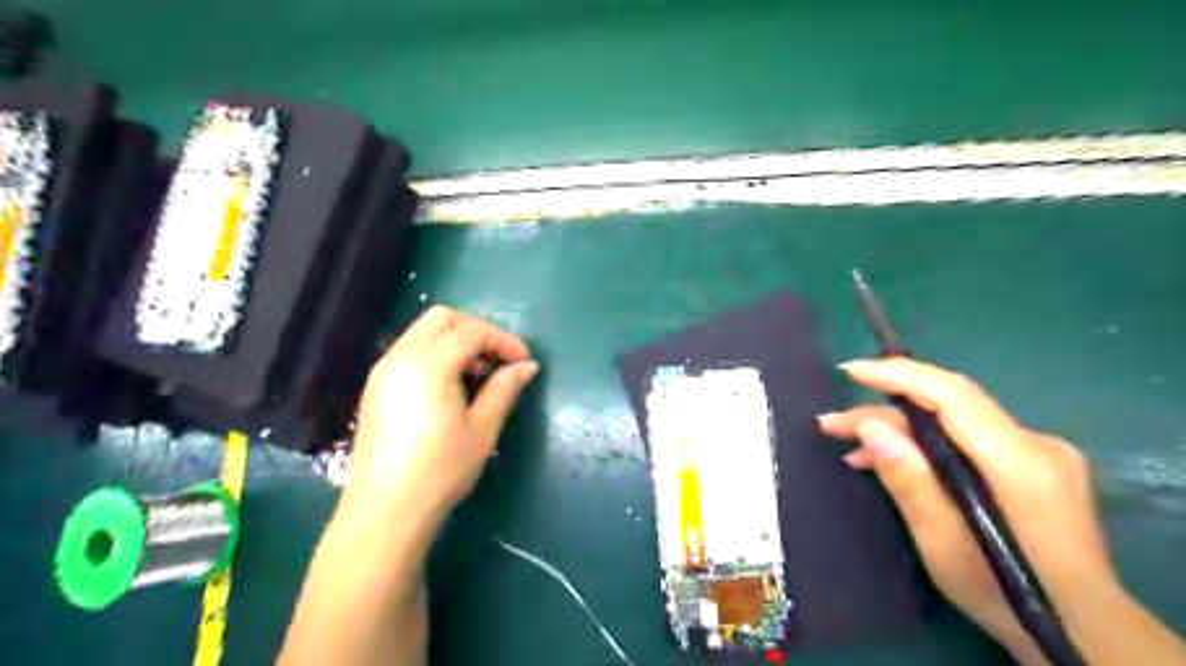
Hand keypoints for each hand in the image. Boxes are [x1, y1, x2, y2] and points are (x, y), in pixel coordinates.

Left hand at [340, 306, 539, 522]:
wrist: (386, 510)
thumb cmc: (441, 469)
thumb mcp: (483, 428)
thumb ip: (505, 388)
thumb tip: (528, 366)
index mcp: (429, 363)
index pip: (473, 331)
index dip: (504, 341)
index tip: (524, 362)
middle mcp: (401, 356)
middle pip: (443, 318)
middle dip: (476, 331)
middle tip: (497, 361)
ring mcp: (383, 371)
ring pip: (423, 332)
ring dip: (455, 342)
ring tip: (476, 376)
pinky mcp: (375, 388)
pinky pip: (409, 352)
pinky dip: (434, 355)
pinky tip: (449, 388)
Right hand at [823, 357, 1118, 664]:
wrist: (1083, 631)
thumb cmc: (1005, 592)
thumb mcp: (942, 543)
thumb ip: (909, 479)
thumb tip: (870, 427)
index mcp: (1019, 461)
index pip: (952, 395)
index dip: (899, 376)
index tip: (851, 372)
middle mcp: (1035, 444)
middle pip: (948, 406)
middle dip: (885, 410)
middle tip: (833, 424)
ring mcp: (1038, 453)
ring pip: (954, 422)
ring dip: (901, 430)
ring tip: (852, 448)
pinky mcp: (1032, 466)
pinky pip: (966, 439)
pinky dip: (926, 444)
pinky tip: (892, 461)